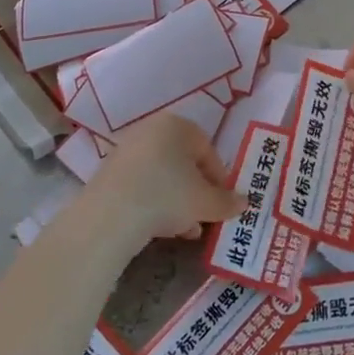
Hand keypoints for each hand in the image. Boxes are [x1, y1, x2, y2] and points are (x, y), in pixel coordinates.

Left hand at [77, 113, 242, 254]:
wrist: (111, 215)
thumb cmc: (168, 196)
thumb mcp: (206, 202)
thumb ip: (227, 201)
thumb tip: (243, 202)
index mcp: (178, 125)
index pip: (208, 150)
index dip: (220, 179)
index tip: (223, 202)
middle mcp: (151, 130)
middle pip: (184, 162)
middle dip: (197, 191)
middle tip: (206, 216)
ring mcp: (127, 150)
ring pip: (163, 176)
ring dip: (178, 201)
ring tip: (187, 229)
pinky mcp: (109, 172)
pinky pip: (142, 184)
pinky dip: (155, 202)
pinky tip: (162, 228)